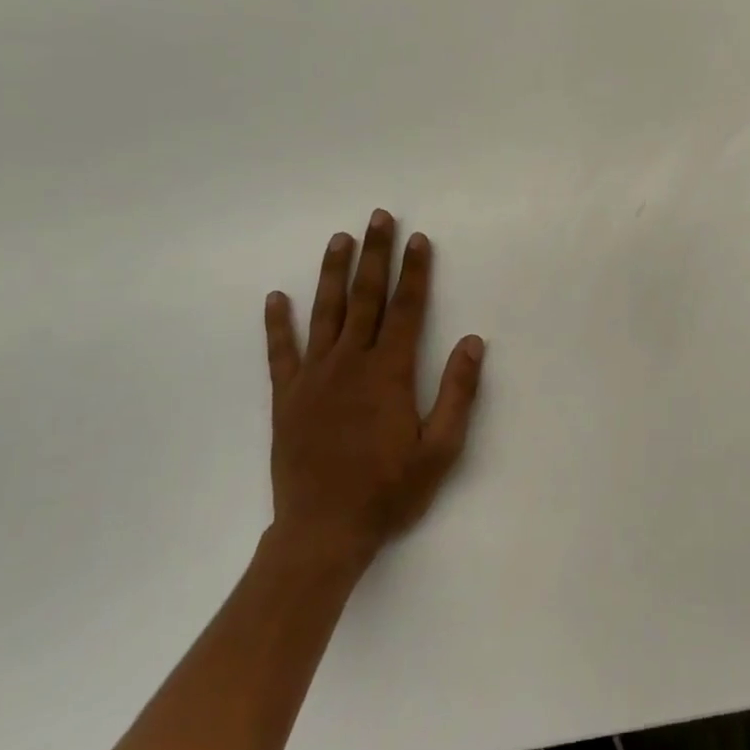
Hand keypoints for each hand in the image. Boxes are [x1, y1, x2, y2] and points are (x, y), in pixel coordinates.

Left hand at [261, 209, 484, 575]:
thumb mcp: (441, 450)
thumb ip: (458, 393)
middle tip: (378, 217)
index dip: (415, 271)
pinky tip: (276, 297)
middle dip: (375, 254)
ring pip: (325, 313)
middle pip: (366, 297)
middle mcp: (351, 364)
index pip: (407, 308)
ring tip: (339, 239)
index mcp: (389, 373)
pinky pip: (281, 352)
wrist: (323, 532)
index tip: (418, 239)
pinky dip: (278, 323)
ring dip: (333, 273)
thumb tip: (473, 342)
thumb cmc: (389, 491)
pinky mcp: (287, 397)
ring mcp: (314, 378)